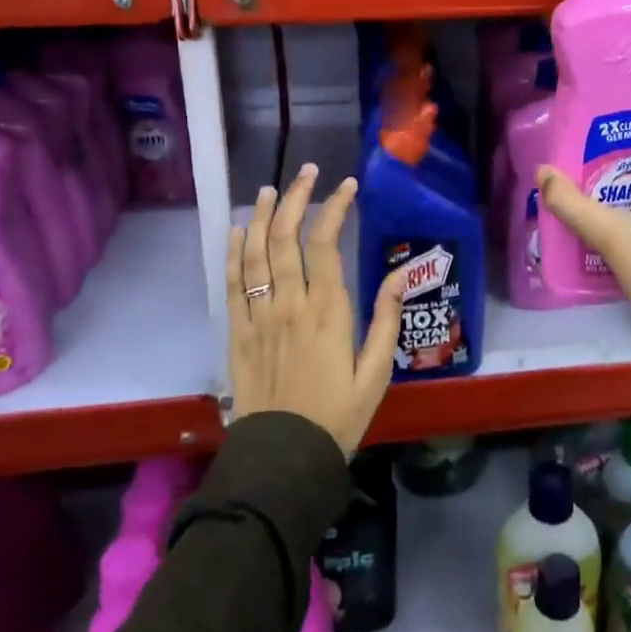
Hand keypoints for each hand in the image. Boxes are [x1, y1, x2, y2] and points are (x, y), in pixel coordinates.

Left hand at [226, 164, 406, 454]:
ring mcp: (259, 316)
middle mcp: (290, 304)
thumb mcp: (376, 374)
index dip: (334, 208)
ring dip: (261, 215)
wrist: (284, 458)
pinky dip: (233, 252)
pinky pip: (232, 283)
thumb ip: (385, 321)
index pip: (327, 244)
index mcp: (328, 312)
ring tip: (270, 189)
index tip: (346, 186)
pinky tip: (237, 230)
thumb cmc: (338, 416)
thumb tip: (398, 276)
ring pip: (255, 253)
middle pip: (285, 238)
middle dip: (296, 198)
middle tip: (308, 173)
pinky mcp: (237, 332)